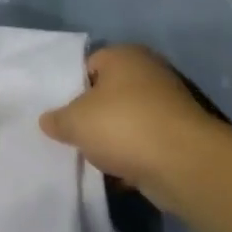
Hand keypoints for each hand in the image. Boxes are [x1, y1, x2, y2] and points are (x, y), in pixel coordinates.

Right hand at [40, 45, 222, 205]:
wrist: (183, 164)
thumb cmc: (123, 126)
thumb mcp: (74, 121)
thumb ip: (57, 119)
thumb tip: (48, 120)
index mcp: (125, 56)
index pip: (89, 64)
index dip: (71, 88)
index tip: (60, 113)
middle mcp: (150, 73)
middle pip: (109, 94)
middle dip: (92, 116)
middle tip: (72, 136)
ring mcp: (169, 105)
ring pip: (127, 121)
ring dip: (112, 140)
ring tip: (92, 159)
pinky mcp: (179, 136)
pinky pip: (145, 145)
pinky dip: (132, 158)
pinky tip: (117, 175)